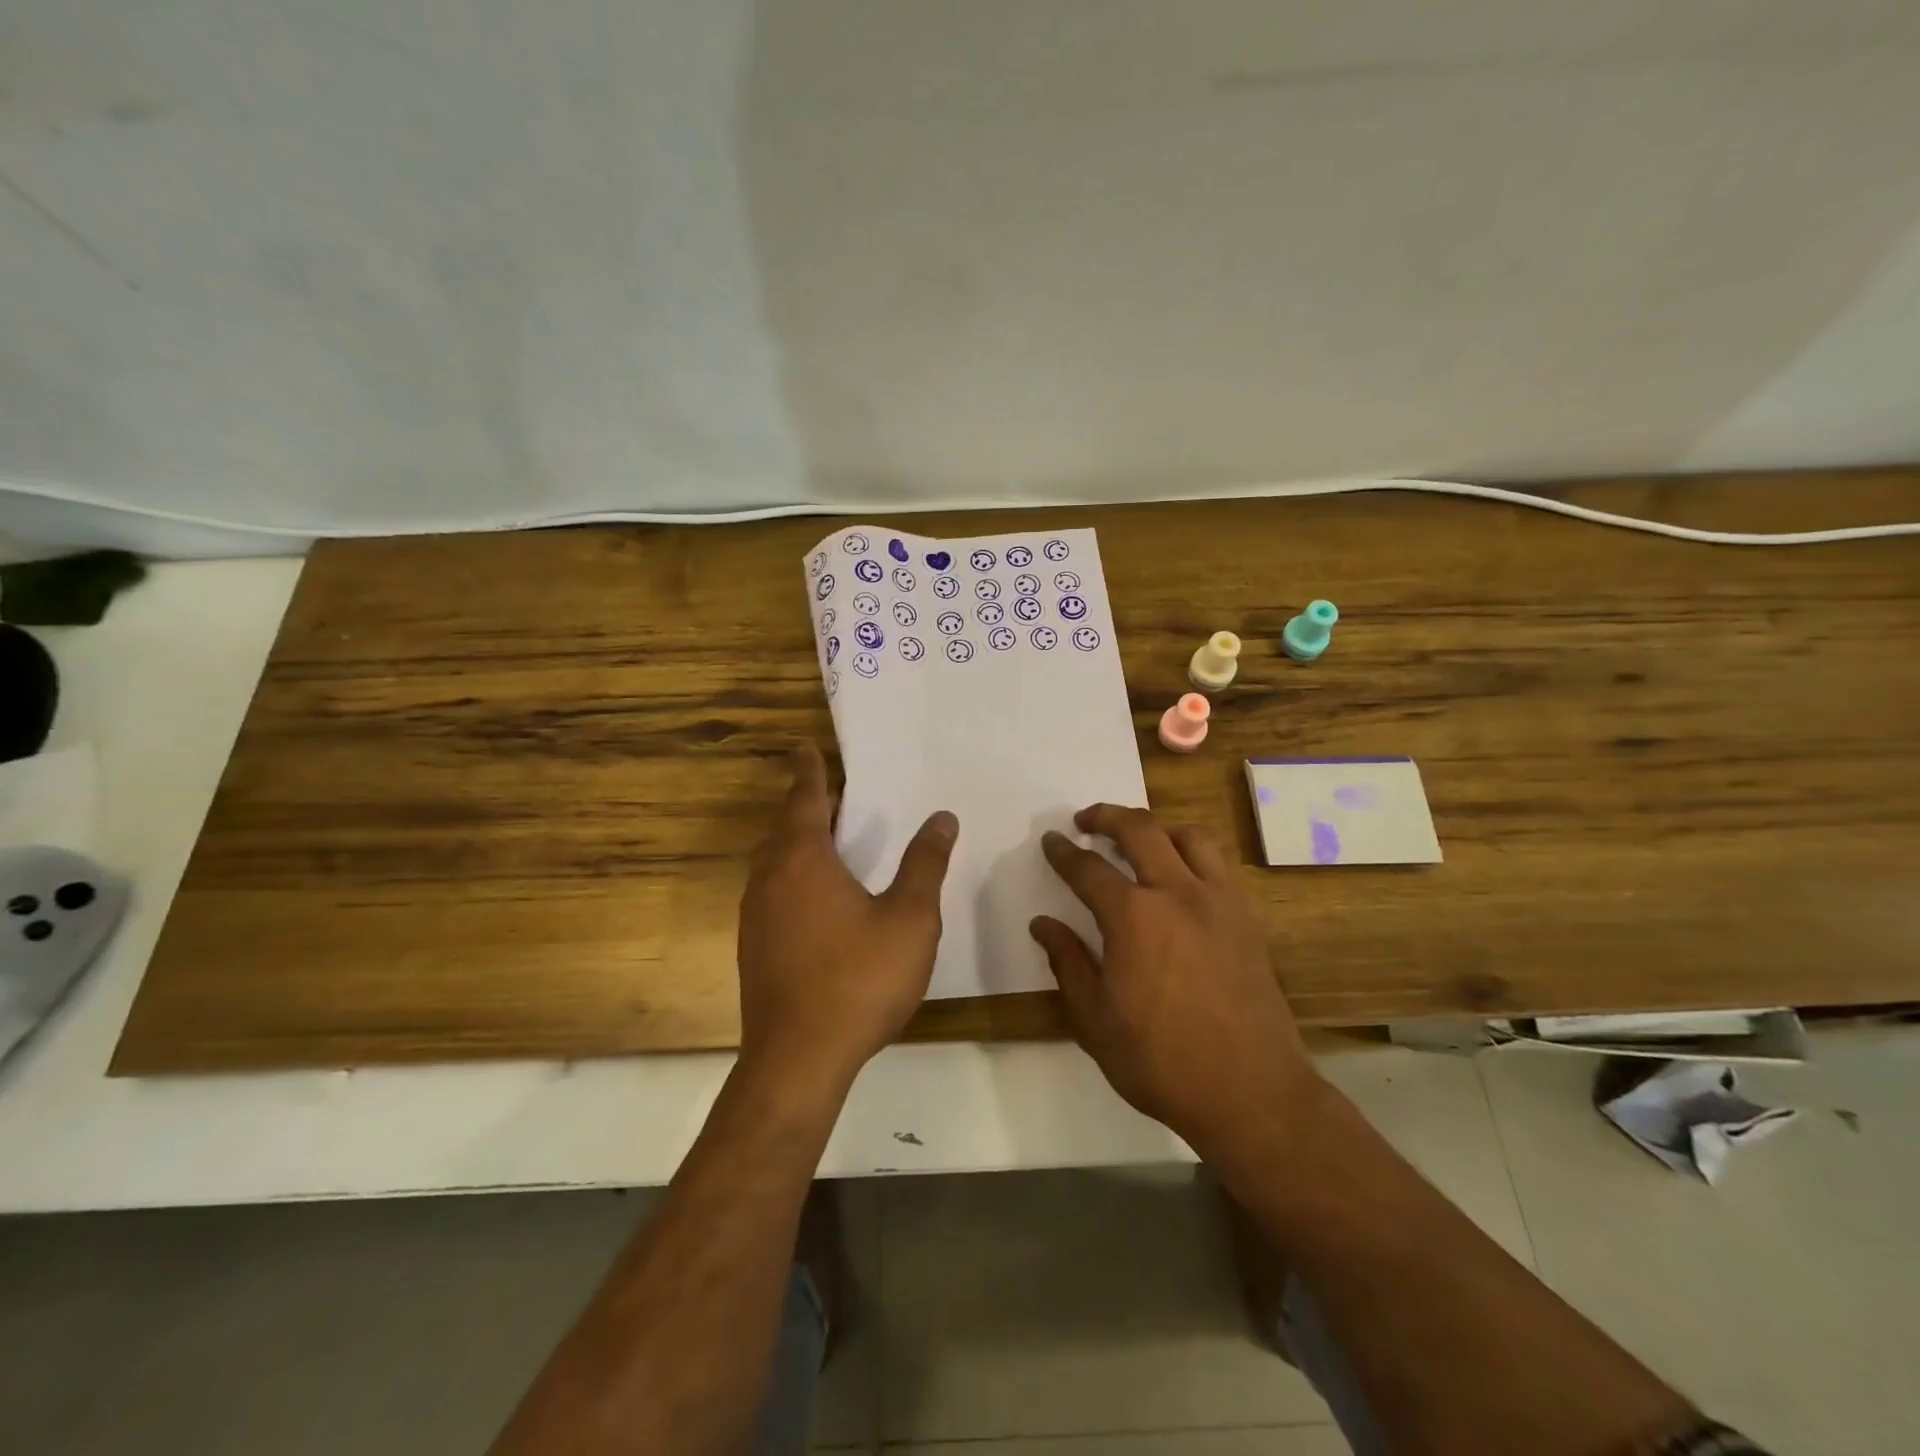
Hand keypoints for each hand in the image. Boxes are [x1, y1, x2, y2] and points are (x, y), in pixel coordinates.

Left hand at [736, 744, 957, 1091]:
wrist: (798, 1060)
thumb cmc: (858, 979)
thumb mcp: (909, 918)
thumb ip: (925, 864)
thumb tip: (941, 817)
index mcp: (802, 860)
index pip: (805, 799)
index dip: (809, 771)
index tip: (805, 746)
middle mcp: (770, 879)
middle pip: (785, 828)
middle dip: (808, 807)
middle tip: (836, 795)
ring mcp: (756, 916)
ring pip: (775, 862)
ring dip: (798, 843)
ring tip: (831, 841)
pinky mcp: (754, 948)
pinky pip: (774, 891)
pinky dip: (794, 877)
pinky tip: (820, 900)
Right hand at [1030, 805, 1319, 1158]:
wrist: (1251, 1092)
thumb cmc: (1160, 1060)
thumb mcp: (1095, 1019)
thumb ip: (1067, 962)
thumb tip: (1043, 924)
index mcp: (1132, 916)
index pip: (1087, 869)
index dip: (1064, 852)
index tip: (1051, 841)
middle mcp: (1176, 893)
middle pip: (1139, 830)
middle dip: (1106, 816)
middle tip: (1086, 820)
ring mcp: (1218, 902)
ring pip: (1188, 836)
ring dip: (1157, 828)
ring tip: (1139, 840)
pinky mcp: (1247, 919)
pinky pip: (1218, 865)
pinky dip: (1192, 854)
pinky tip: (1182, 877)